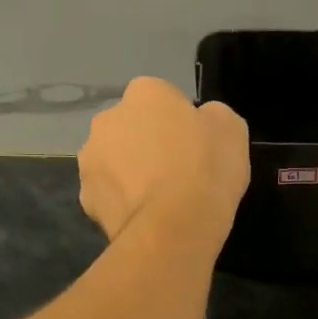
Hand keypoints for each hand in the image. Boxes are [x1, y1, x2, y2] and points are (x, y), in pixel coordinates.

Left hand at [78, 77, 249, 243]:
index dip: (179, 122)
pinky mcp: (86, 197)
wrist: (175, 226)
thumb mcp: (230, 129)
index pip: (162, 98)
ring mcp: (91, 159)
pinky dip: (121, 202)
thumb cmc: (206, 168)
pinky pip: (107, 194)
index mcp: (144, 92)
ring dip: (129, 172)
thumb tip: (200, 122)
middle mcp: (107, 118)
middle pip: (130, 127)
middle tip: (175, 172)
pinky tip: (144, 216)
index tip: (194, 146)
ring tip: (158, 199)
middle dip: (146, 143)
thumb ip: (210, 117)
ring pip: (113, 160)